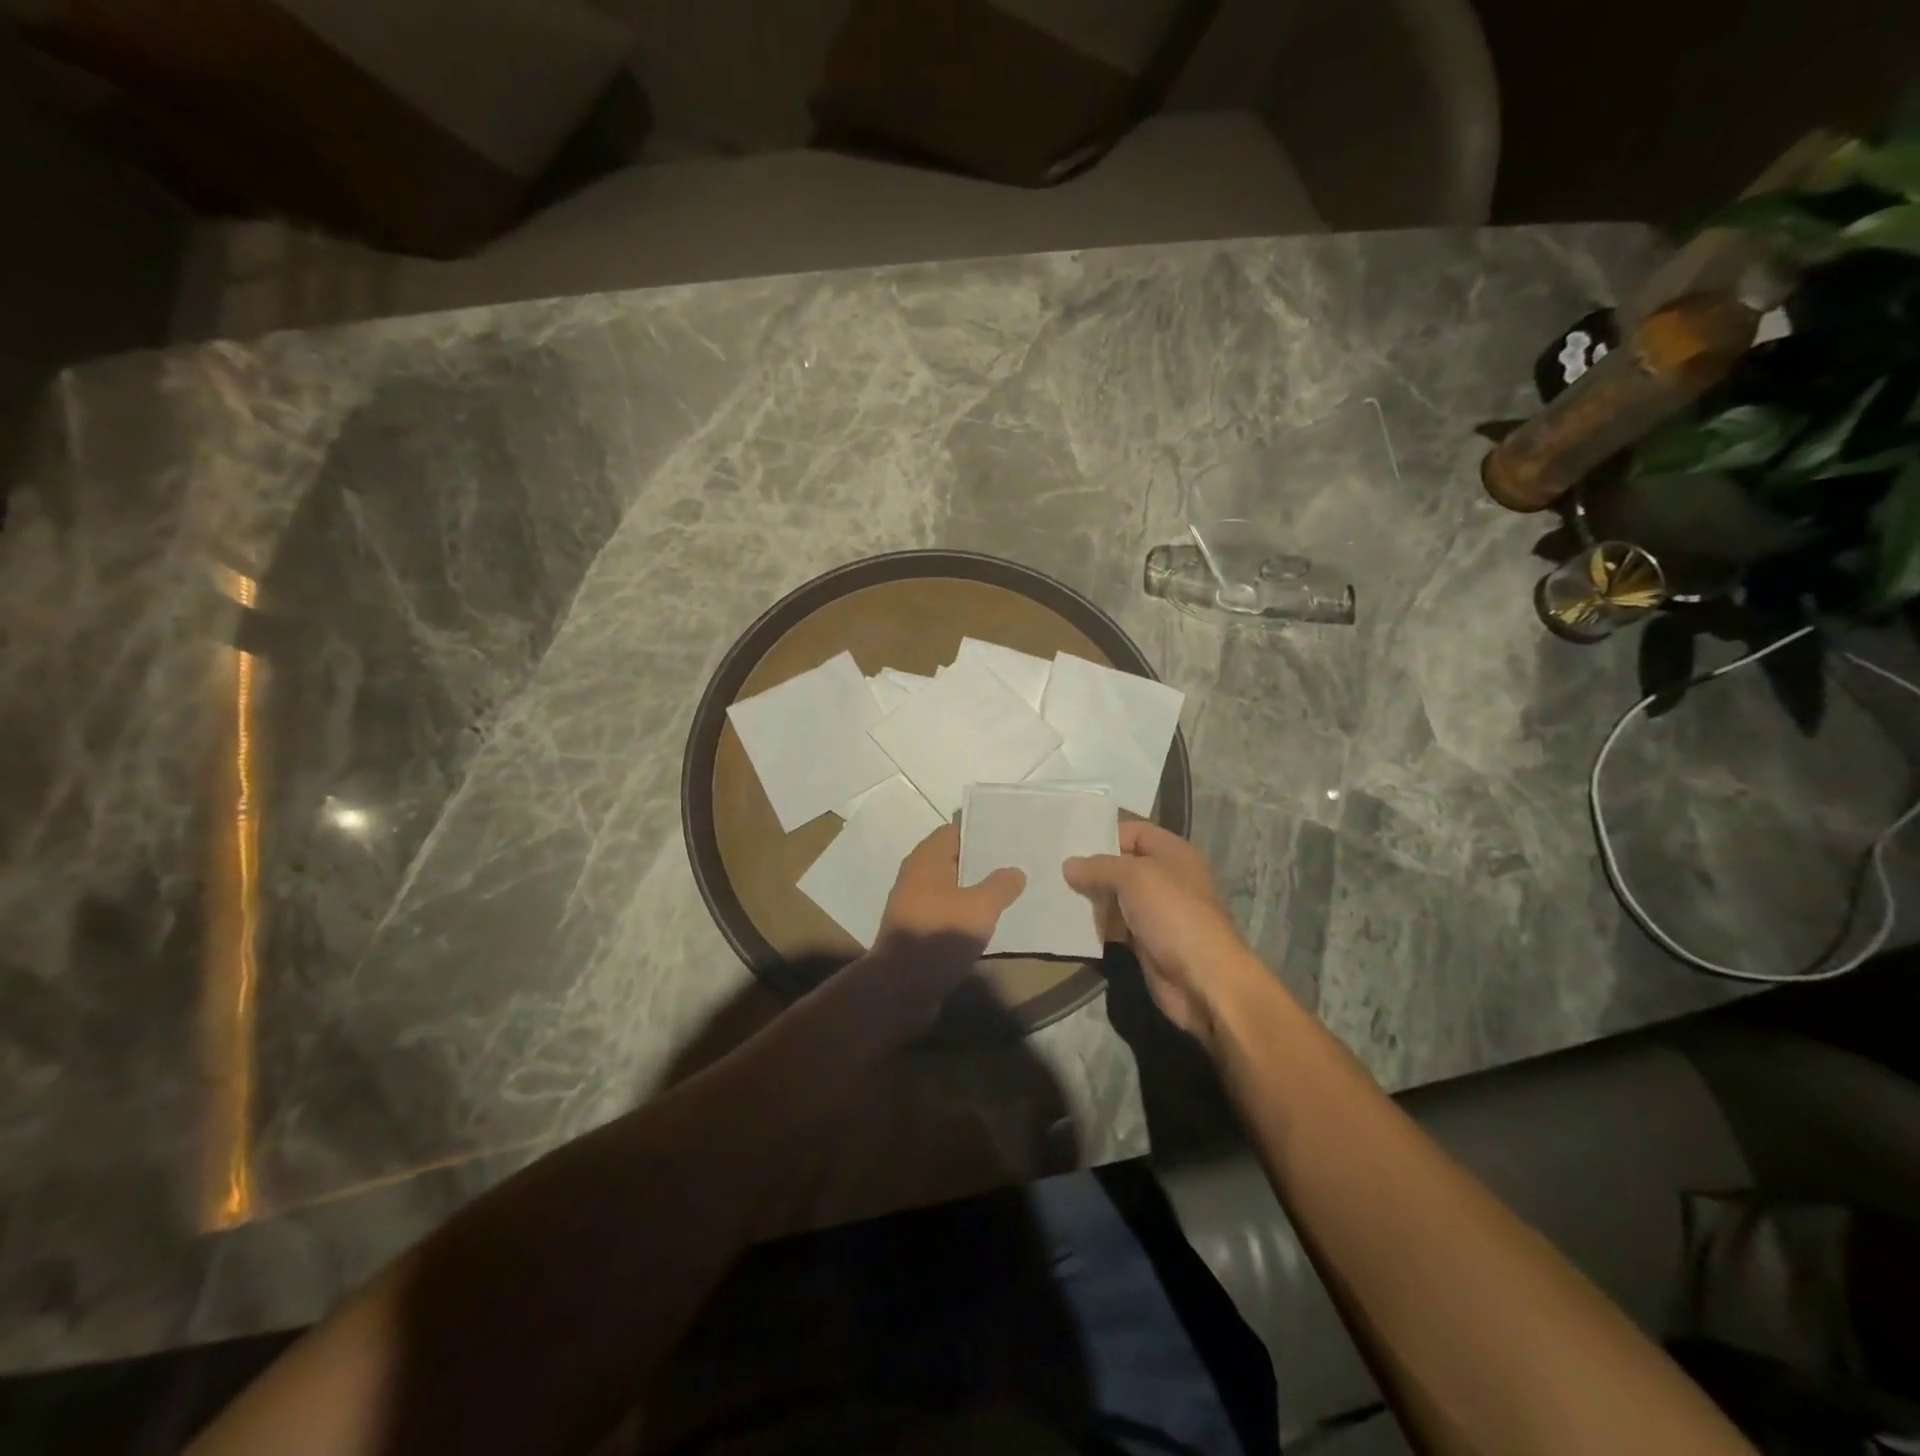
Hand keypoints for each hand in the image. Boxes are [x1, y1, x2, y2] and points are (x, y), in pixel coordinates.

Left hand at [872, 824, 1024, 982]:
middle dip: (982, 860)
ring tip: (1009, 888)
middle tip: (1017, 860)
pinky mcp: (917, 929)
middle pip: (953, 858)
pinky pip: (947, 910)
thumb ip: (1000, 886)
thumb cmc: (939, 935)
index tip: (1009, 833)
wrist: (899, 988)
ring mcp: (914, 904)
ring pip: (951, 886)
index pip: (955, 830)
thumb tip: (1015, 871)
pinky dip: (965, 911)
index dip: (981, 830)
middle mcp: (916, 875)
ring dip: (974, 888)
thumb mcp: (980, 908)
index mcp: (926, 859)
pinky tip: (988, 919)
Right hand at [1065, 821, 1262, 1046]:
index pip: (1133, 831)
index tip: (1069, 843)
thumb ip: (1099, 867)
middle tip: (1053, 869)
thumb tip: (1069, 865)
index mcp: (1172, 852)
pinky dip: (1098, 925)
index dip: (1104, 834)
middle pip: (1122, 864)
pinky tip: (1071, 923)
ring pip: (1117, 897)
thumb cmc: (1172, 914)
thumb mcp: (1133, 877)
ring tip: (1055, 894)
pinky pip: (1117, 926)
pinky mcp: (1148, 941)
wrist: (1203, 979)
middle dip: (1091, 868)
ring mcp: (1157, 911)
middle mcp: (1166, 877)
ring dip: (1091, 898)